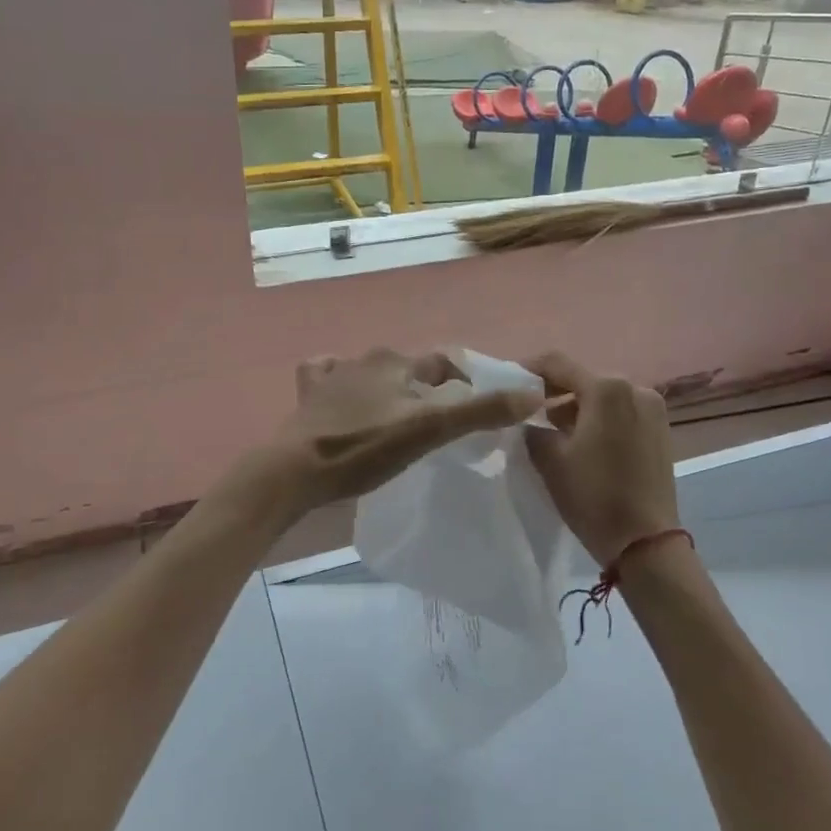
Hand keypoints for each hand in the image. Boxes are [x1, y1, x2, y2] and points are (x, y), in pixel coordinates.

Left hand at [256, 348, 540, 512]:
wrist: (297, 470)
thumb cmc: (365, 448)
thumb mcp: (430, 431)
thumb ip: (481, 412)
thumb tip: (533, 393)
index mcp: (397, 363)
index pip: (444, 365)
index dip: (466, 384)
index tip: (476, 411)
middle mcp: (366, 359)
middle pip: (409, 371)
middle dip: (427, 389)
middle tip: (438, 423)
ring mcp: (333, 376)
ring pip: (371, 372)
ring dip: (387, 387)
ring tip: (397, 419)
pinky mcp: (309, 396)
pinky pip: (327, 377)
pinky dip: (338, 382)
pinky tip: (341, 399)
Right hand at [523, 351, 679, 566]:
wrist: (645, 542)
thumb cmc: (593, 496)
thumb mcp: (550, 459)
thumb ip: (533, 428)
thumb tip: (531, 420)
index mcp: (606, 388)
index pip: (557, 364)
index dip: (528, 369)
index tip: (508, 382)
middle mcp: (635, 388)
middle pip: (583, 378)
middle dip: (554, 391)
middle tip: (527, 411)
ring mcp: (653, 408)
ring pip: (603, 396)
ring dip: (577, 406)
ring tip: (553, 430)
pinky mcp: (661, 429)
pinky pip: (621, 412)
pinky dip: (599, 418)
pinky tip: (582, 442)